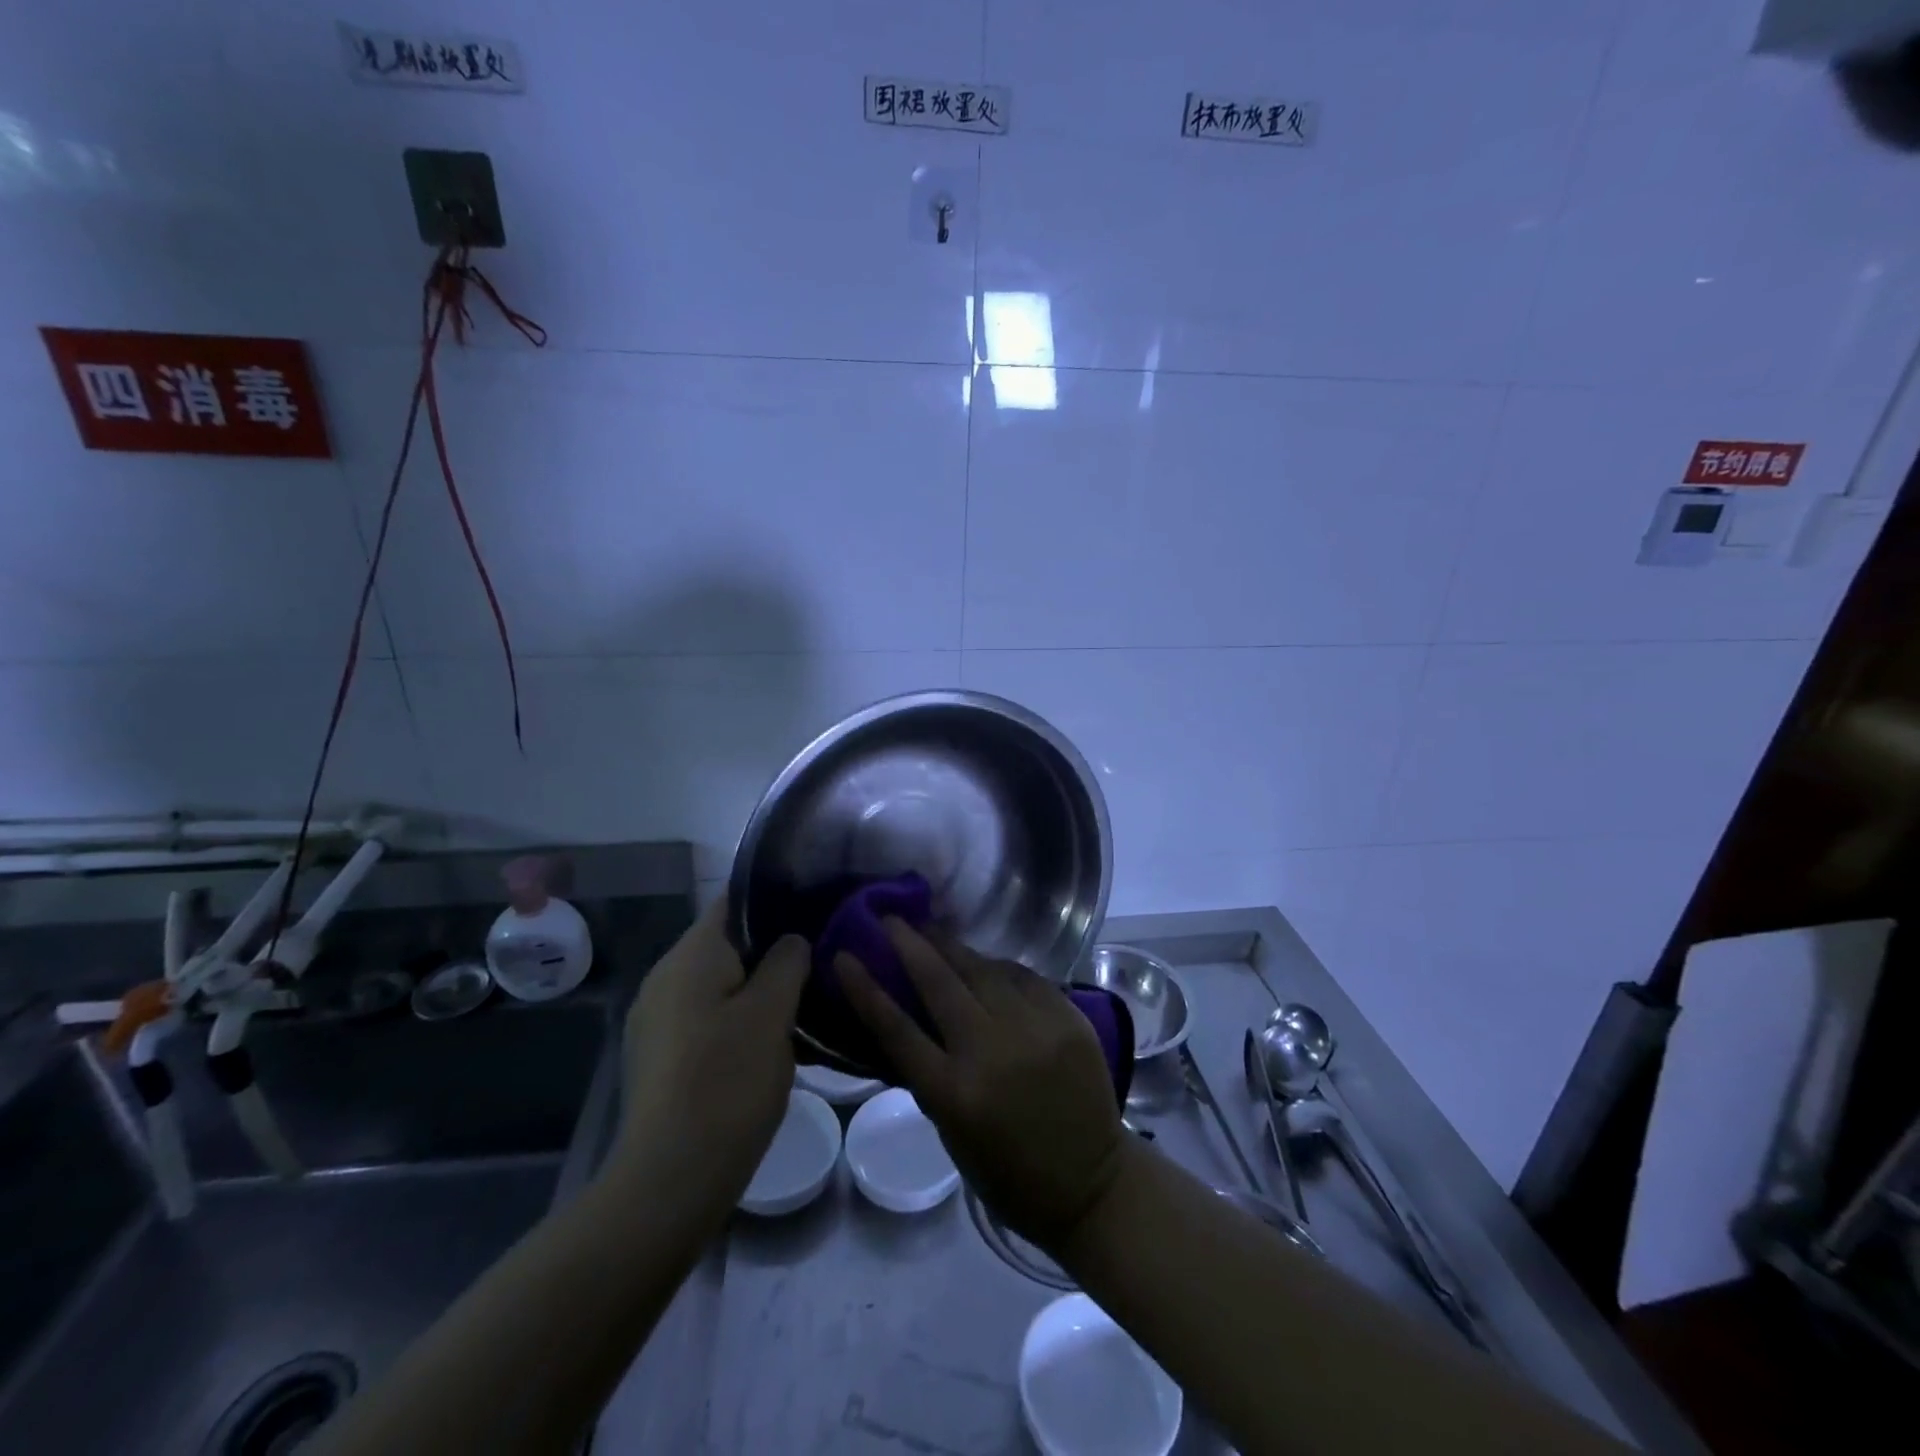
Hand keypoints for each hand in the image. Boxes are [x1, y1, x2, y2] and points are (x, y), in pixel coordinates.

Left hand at [611, 900, 809, 1221]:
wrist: (670, 1178)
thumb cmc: (727, 1081)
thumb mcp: (771, 1013)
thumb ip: (786, 962)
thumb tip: (791, 940)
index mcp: (691, 955)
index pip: (733, 901)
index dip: (775, 898)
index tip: (815, 908)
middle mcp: (665, 976)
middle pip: (727, 943)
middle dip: (771, 950)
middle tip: (819, 961)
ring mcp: (657, 1018)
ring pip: (719, 983)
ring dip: (757, 988)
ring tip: (803, 1003)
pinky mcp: (660, 1054)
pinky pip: (706, 1016)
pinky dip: (737, 1018)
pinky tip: (769, 1043)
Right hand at [839, 920, 1125, 1251]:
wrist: (1091, 1182)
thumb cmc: (1008, 1171)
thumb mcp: (952, 1132)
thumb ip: (929, 1073)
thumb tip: (907, 1016)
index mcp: (955, 1093)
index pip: (897, 1029)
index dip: (865, 989)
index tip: (844, 956)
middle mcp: (992, 1052)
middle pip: (940, 983)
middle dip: (910, 944)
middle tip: (890, 919)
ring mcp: (1035, 1029)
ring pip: (983, 969)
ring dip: (952, 947)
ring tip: (930, 929)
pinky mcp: (1067, 1017)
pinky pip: (1023, 976)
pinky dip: (998, 966)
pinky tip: (984, 960)